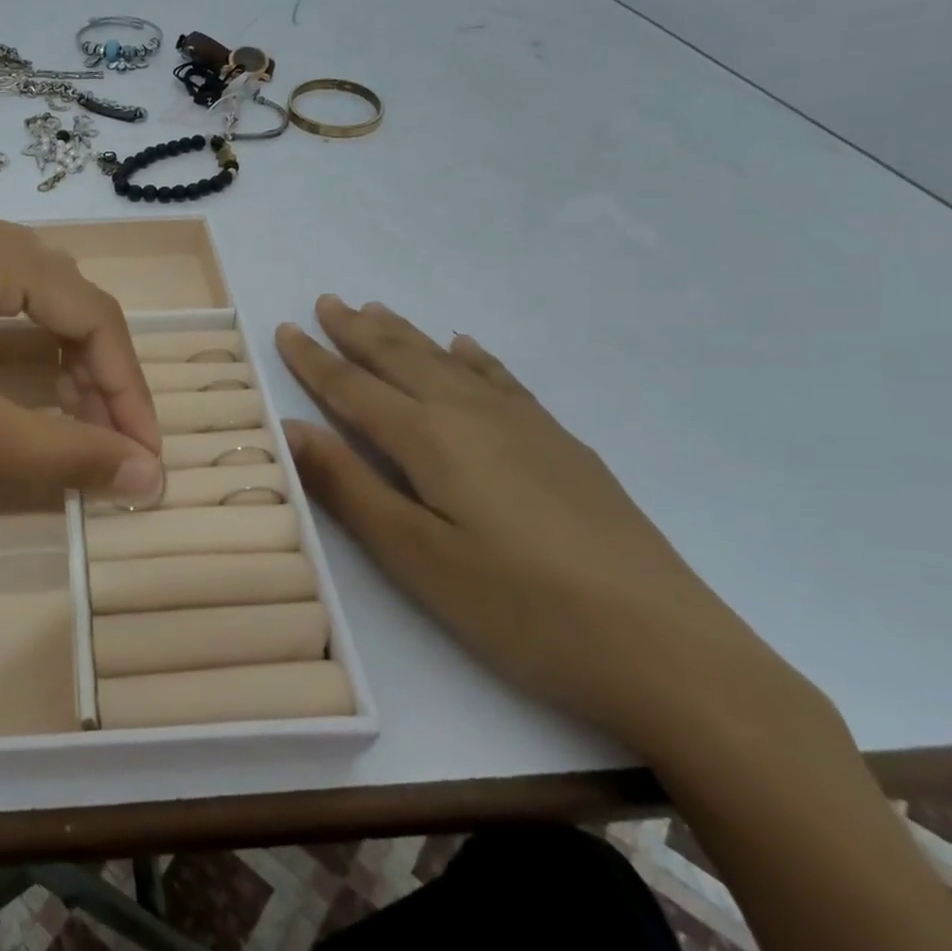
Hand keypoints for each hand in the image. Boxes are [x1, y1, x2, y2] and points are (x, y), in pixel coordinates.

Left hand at [0, 207, 164, 504]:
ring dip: (69, 368)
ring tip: (84, 428)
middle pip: (68, 304)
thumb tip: (149, 480)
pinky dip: (29, 357)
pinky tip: (38, 397)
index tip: (146, 454)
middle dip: (100, 377)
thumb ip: (65, 453)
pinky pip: (0, 312)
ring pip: (37, 308)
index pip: (91, 313)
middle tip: (117, 444)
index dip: (127, 387)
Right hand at [275, 295, 825, 762]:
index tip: (284, 329)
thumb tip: (290, 428)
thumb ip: (349, 487)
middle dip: (357, 330)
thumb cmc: (520, 610)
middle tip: (326, 301)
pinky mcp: (560, 445)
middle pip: (400, 359)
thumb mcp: (416, 557)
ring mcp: (523, 425)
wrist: (667, 649)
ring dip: (405, 334)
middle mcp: (471, 415)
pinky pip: (501, 379)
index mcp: (429, 439)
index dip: (315, 360)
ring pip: (446, 361)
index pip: (354, 389)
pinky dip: (473, 356)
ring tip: (376, 308)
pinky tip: (464, 346)